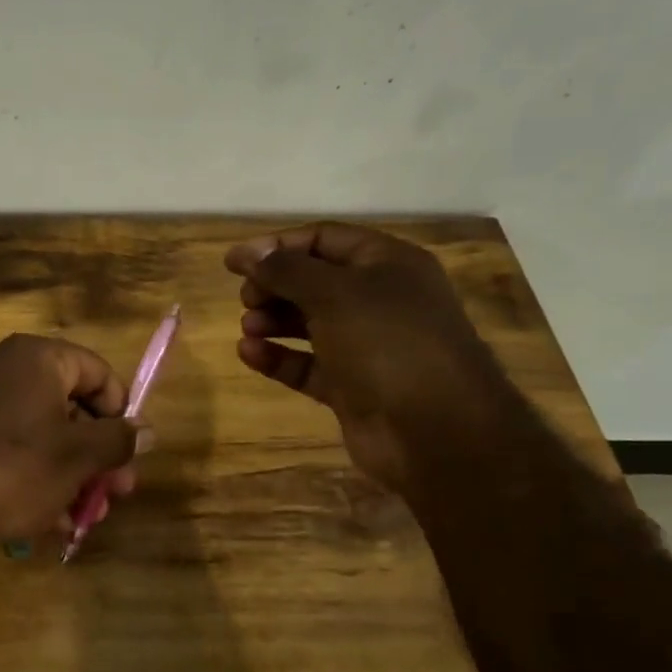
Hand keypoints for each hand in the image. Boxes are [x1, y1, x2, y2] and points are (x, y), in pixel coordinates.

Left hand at [0, 334, 151, 565]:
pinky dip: (31, 474)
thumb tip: (147, 431)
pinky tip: (45, 519)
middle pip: (68, 404)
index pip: (96, 371)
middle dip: (96, 453)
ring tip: (83, 516)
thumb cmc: (15, 471)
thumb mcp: (78, 457)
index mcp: (34, 358)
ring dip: (68, 472)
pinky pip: (7, 445)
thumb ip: (119, 440)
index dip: (120, 413)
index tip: (127, 454)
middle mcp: (0, 366)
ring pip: (38, 431)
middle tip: (114, 494)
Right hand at [224, 223, 515, 491]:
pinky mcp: (351, 386)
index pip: (324, 239)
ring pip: (309, 323)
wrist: (436, 432)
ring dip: (273, 320)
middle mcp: (379, 300)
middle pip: (314, 280)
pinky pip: (307, 364)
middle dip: (275, 285)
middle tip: (246, 299)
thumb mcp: (334, 293)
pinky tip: (249, 353)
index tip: (234, 262)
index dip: (278, 246)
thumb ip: (285, 269)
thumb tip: (246, 251)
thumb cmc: (387, 344)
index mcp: (387, 264)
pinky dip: (278, 357)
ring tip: (248, 327)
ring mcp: (366, 346)